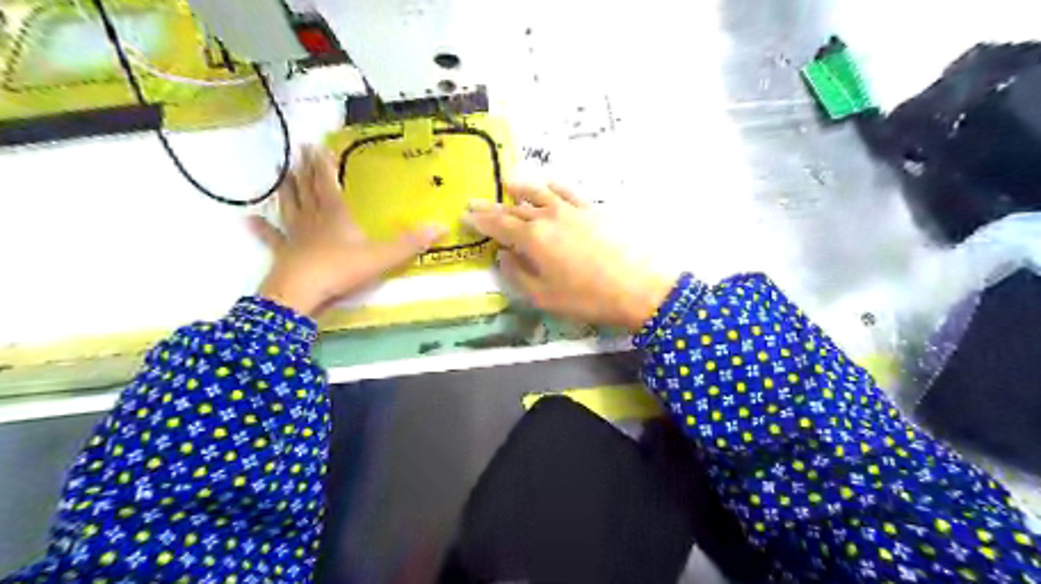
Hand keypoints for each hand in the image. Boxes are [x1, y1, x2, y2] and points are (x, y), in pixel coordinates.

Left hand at [256, 146, 447, 319]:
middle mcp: (313, 219)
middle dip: (304, 169)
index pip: (327, 182)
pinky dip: (260, 228)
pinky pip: (271, 237)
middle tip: (298, 151)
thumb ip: (410, 243)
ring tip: (281, 173)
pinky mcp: (283, 254)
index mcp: (335, 215)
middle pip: (307, 189)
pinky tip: (247, 219)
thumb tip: (442, 225)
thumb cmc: (341, 270)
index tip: (316, 144)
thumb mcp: (382, 256)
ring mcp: (295, 236)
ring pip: (289, 206)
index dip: (322, 163)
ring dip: (286, 189)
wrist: (302, 293)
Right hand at [468, 182, 679, 331]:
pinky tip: (548, 184)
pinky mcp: (593, 209)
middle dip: (493, 207)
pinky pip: (567, 191)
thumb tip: (503, 256)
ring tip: (508, 185)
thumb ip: (518, 274)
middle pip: (515, 208)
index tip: (464, 216)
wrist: (638, 287)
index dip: (479, 221)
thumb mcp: (543, 296)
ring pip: (539, 193)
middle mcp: (548, 216)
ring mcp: (572, 209)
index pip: (498, 225)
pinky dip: (553, 186)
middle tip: (475, 203)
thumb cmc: (586, 298)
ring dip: (520, 189)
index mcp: (532, 238)